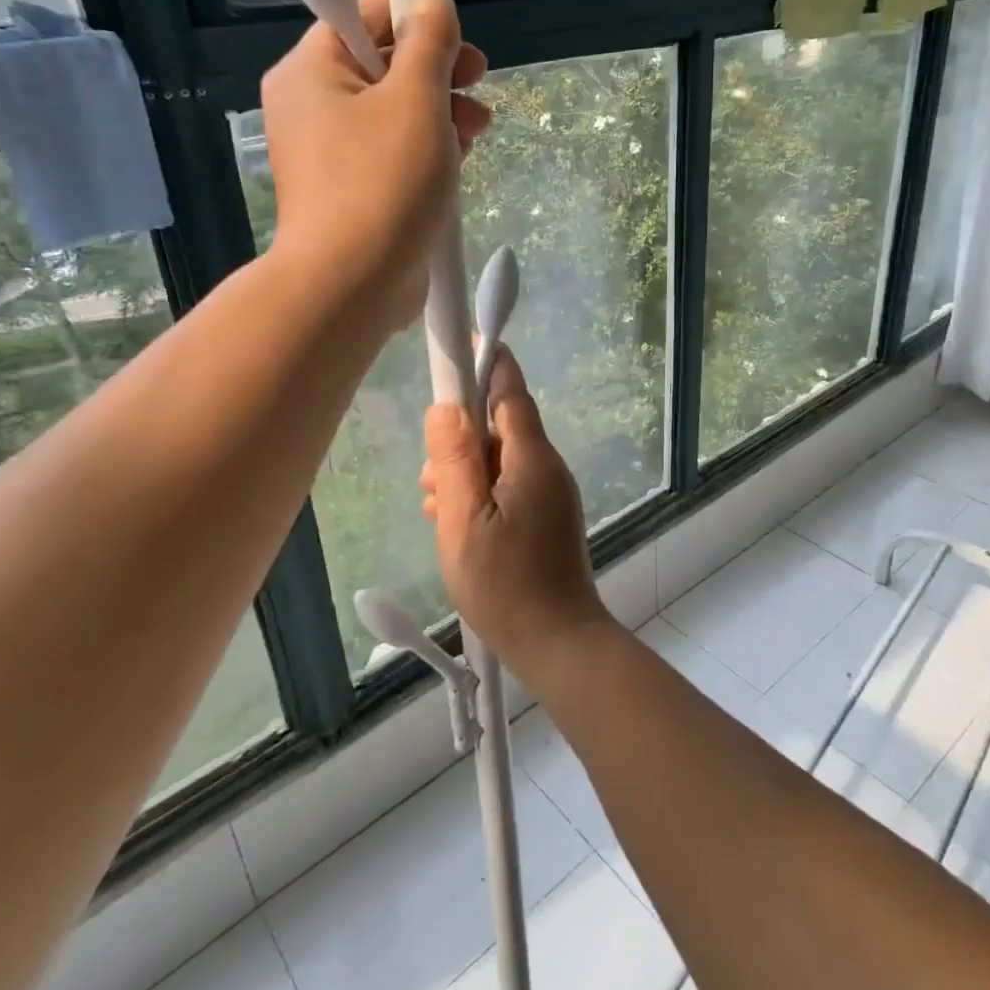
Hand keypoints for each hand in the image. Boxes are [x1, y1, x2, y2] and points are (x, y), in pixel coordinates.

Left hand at [262, 0, 490, 332]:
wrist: (352, 285)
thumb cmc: (382, 183)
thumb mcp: (416, 100)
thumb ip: (429, 42)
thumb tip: (432, 1)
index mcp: (312, 70)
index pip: (363, 13)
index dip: (415, 13)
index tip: (459, 36)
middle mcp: (314, 104)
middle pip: (384, 62)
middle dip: (439, 69)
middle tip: (479, 79)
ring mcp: (332, 151)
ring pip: (396, 109)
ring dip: (442, 110)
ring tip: (478, 128)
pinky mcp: (355, 189)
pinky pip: (394, 150)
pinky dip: (428, 148)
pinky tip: (459, 159)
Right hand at [421, 347, 613, 680]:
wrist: (559, 645)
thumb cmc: (507, 585)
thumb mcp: (464, 521)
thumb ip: (455, 460)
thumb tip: (446, 407)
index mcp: (532, 458)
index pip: (510, 392)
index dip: (485, 364)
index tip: (462, 345)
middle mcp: (546, 467)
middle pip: (499, 429)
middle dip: (460, 441)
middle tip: (429, 479)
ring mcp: (549, 493)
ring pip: (499, 462)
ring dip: (464, 474)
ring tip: (436, 510)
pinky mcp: (545, 517)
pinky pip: (507, 488)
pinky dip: (479, 496)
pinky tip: (455, 527)